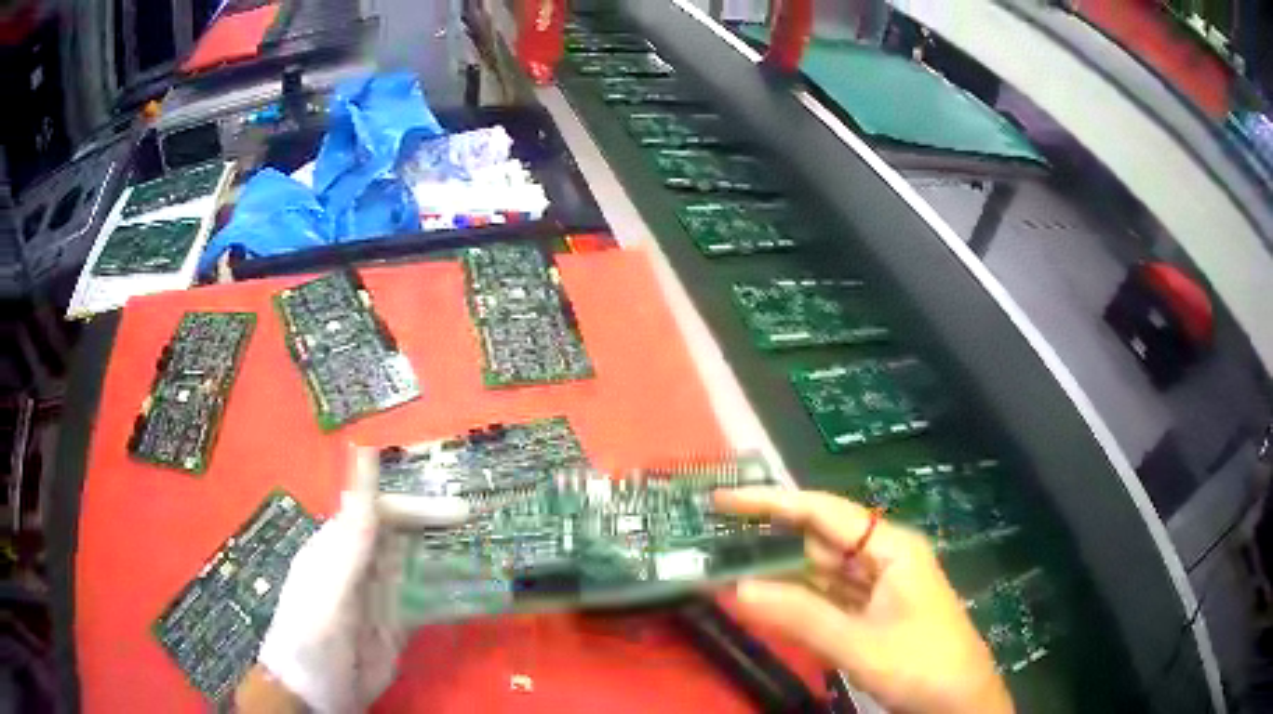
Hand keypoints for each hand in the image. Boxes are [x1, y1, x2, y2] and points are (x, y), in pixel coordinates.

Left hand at [245, 447, 472, 712]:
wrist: (313, 699)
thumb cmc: (312, 639)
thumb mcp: (331, 588)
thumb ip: (352, 533)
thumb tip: (364, 455)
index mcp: (339, 548)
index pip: (381, 513)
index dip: (419, 509)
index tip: (460, 513)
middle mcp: (361, 567)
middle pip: (404, 539)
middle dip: (441, 533)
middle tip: (488, 532)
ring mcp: (378, 599)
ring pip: (419, 571)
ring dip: (452, 566)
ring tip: (494, 564)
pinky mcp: (393, 627)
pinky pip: (425, 605)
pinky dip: (451, 600)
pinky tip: (478, 600)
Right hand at [713, 488, 1012, 713]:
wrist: (959, 701)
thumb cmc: (920, 665)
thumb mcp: (858, 644)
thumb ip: (799, 616)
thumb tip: (738, 587)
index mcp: (891, 547)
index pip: (823, 512)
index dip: (771, 502)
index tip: (723, 500)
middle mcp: (885, 556)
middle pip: (820, 539)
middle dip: (771, 539)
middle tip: (714, 541)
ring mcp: (880, 585)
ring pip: (822, 570)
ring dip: (781, 571)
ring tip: (730, 566)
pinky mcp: (874, 611)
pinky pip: (830, 597)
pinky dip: (799, 599)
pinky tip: (769, 601)